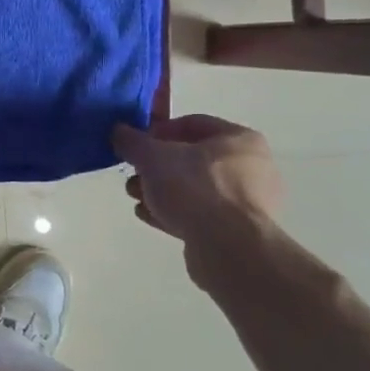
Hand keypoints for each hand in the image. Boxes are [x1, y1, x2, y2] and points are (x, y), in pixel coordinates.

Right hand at [111, 115, 282, 244]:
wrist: (228, 247)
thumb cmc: (195, 189)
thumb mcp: (152, 157)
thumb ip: (132, 141)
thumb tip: (118, 131)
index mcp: (239, 139)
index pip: (191, 123)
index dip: (157, 131)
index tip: (135, 145)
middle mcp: (251, 166)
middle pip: (191, 158)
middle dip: (156, 166)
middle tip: (133, 174)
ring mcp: (248, 201)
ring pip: (194, 188)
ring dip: (161, 191)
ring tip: (137, 199)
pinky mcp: (238, 230)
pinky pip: (201, 213)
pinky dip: (175, 212)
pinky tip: (150, 216)